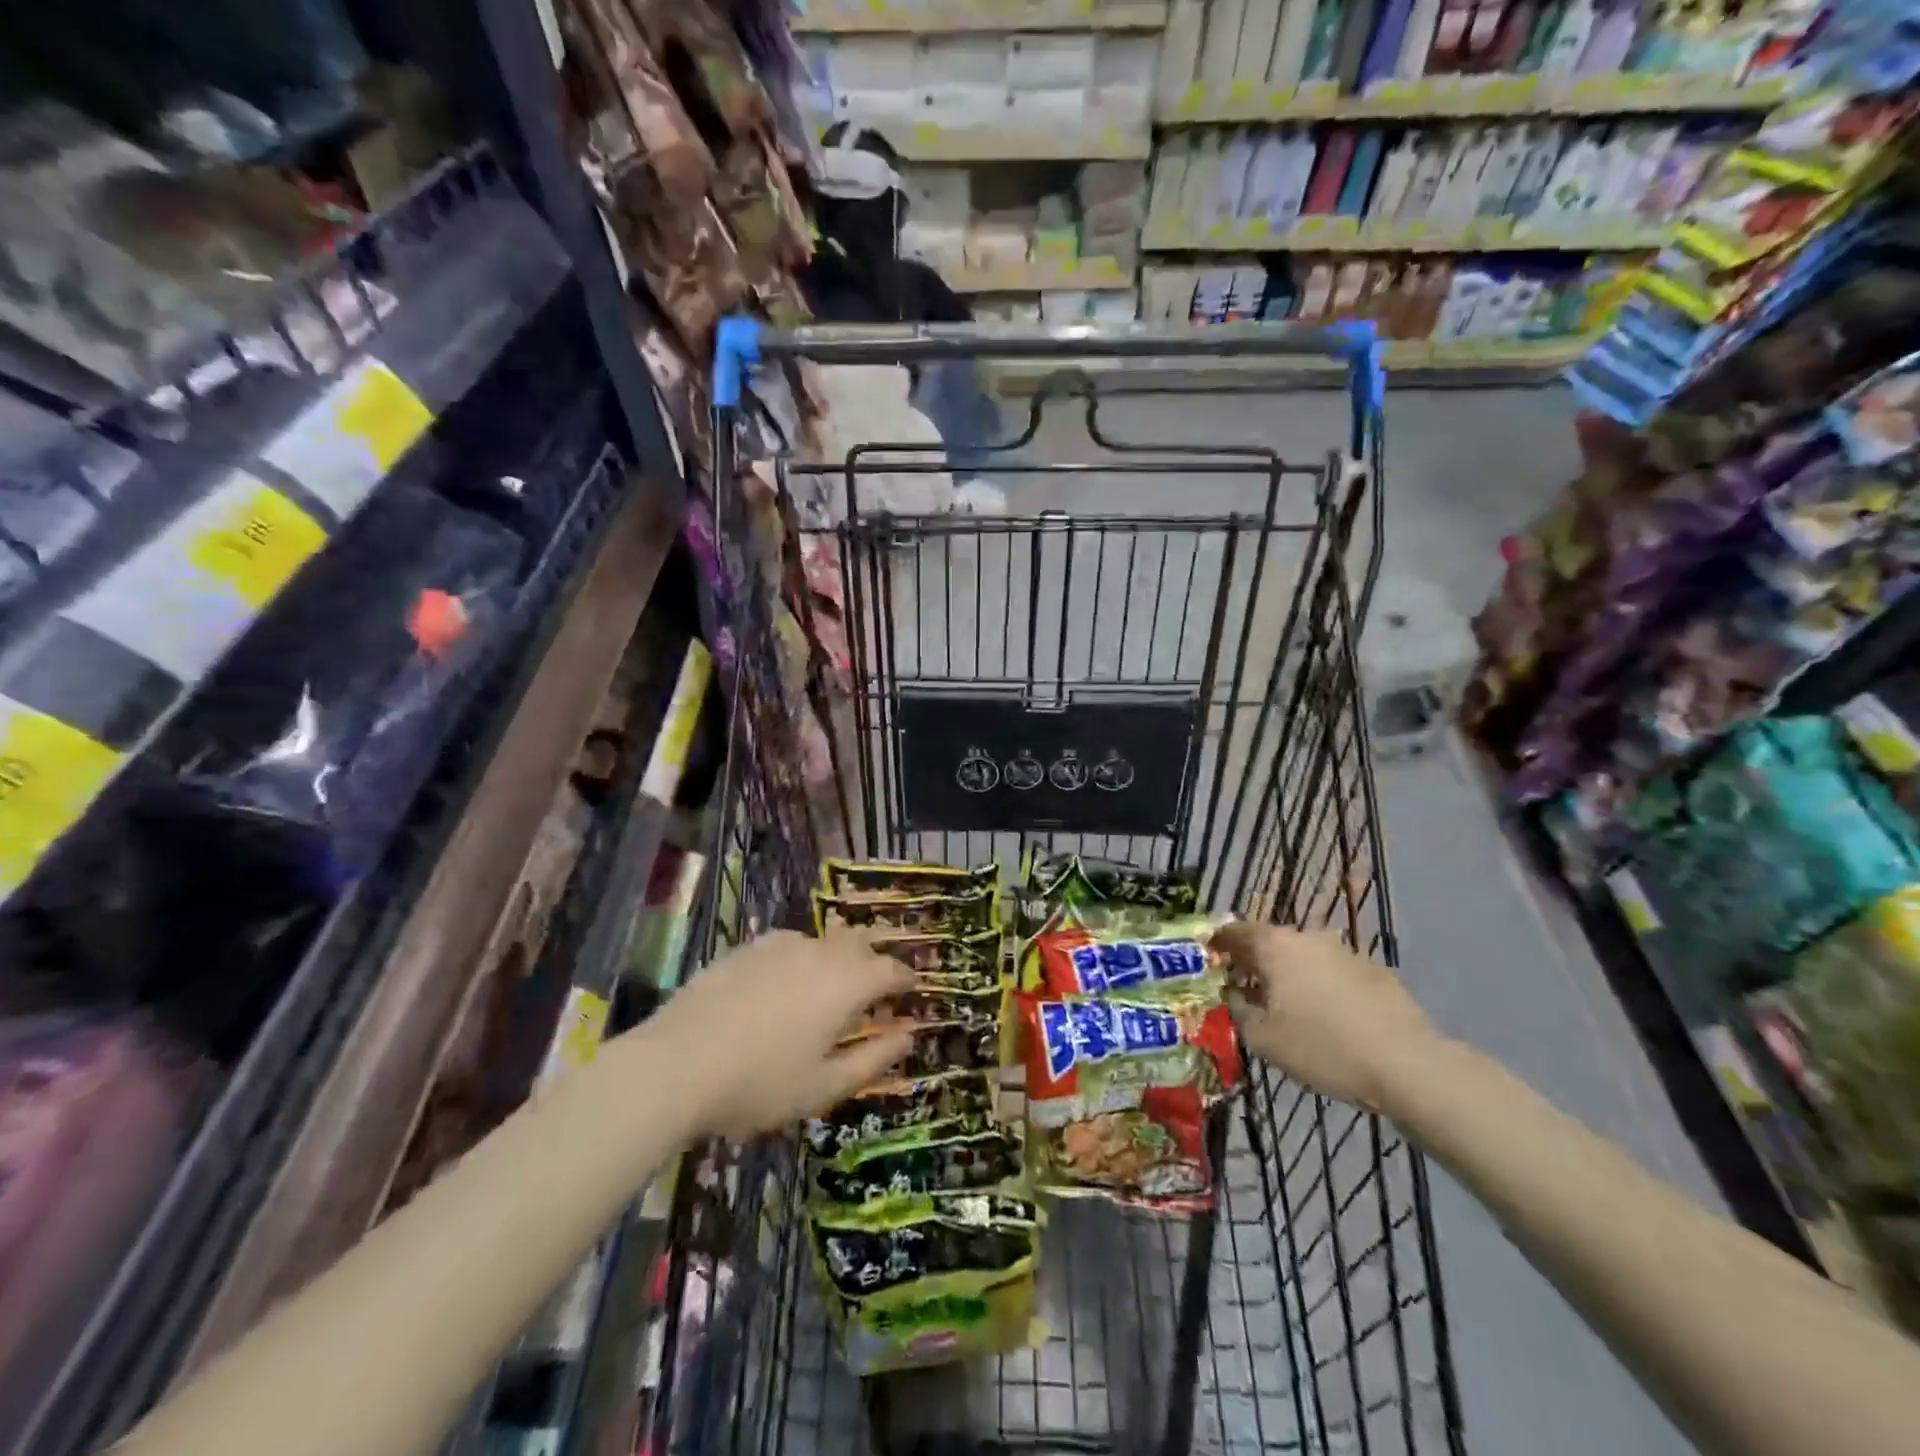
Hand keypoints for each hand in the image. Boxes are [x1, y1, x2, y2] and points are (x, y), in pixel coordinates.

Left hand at [650, 929, 916, 1138]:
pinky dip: (801, 958)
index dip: (906, 979)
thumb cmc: (760, 1083)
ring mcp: (780, 945)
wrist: (676, 1064)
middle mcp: (820, 952)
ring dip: (838, 957)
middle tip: (875, 986)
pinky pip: (788, 944)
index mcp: (846, 984)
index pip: (891, 969)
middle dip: (875, 959)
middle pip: (860, 943)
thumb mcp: (824, 1086)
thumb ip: (873, 1059)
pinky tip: (784, 982)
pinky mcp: (747, 948)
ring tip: (831, 984)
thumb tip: (908, 1035)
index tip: (912, 991)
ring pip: (823, 941)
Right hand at [1213, 922, 1437, 1113]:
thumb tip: (1235, 994)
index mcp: (1274, 946)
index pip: (1234, 931)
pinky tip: (1328, 1018)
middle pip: (1269, 942)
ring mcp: (1344, 951)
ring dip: (1290, 974)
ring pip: (1303, 957)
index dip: (1217, 944)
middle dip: (1254, 962)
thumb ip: (1239, 1009)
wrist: (1408, 1064)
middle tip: (1246, 989)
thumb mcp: (1263, 1038)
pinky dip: (1321, 986)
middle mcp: (1307, 937)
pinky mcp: (1374, 971)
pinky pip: (1332, 972)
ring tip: (1288, 1008)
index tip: (1209, 961)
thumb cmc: (1323, 1047)